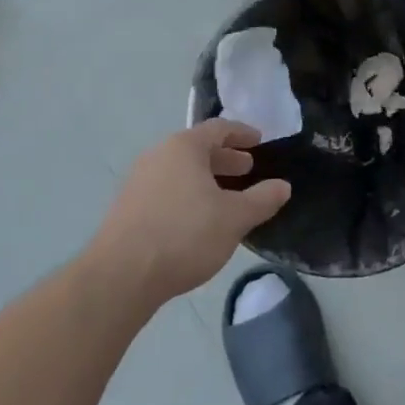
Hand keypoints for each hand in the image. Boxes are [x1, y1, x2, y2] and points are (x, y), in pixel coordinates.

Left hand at [92, 121, 291, 304]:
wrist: (122, 275)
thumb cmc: (185, 235)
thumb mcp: (234, 218)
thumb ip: (262, 199)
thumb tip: (283, 186)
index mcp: (184, 148)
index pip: (218, 129)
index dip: (242, 133)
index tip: (260, 141)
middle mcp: (158, 156)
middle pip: (197, 149)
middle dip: (225, 158)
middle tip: (247, 170)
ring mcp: (138, 181)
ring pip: (180, 171)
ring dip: (206, 179)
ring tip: (226, 198)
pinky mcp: (128, 208)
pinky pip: (166, 189)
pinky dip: (188, 195)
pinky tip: (199, 220)